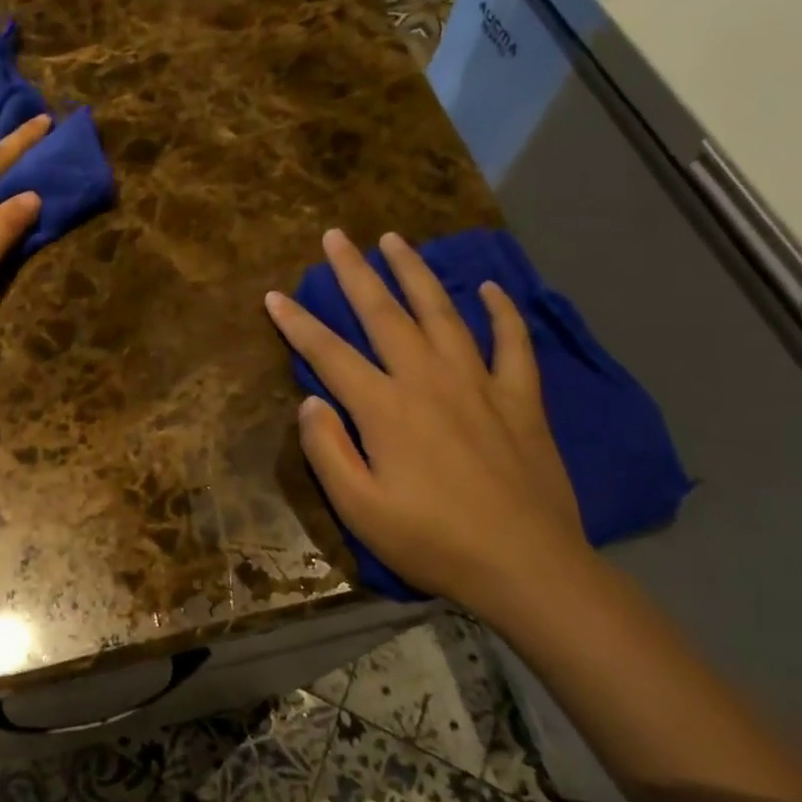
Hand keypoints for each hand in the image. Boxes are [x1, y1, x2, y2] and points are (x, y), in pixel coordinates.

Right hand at [264, 229, 589, 614]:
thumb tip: (310, 400)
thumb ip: (327, 450)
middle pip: (384, 313)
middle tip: (336, 235)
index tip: (273, 295)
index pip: (328, 353)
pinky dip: (502, 313)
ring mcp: (478, 383)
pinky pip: (512, 343)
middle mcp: (428, 380)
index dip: (297, 323)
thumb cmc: (433, 541)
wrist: (527, 567)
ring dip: (415, 273)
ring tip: (396, 240)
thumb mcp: (359, 509)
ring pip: (441, 313)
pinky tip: (491, 289)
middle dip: (354, 271)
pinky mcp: (520, 399)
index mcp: (384, 408)